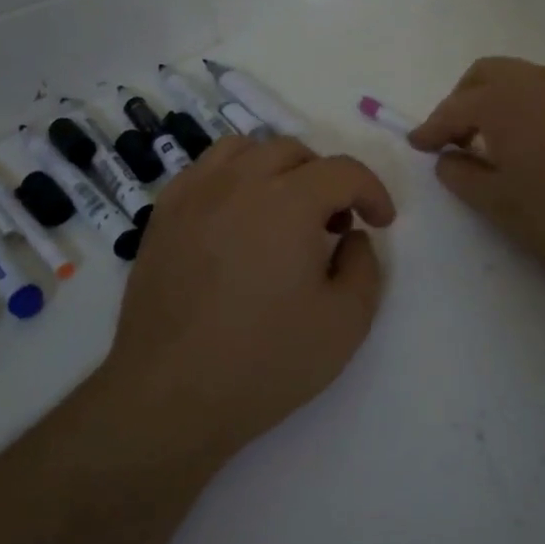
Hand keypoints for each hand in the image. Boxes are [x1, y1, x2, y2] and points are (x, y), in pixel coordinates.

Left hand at [103, 135, 395, 464]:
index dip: (372, 191)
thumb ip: (365, 267)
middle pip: (294, 152)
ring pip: (246, 149)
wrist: (169, 394)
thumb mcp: (345, 323)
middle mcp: (240, 181)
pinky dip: (233, 177)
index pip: (343, 170)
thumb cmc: (264, 362)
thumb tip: (352, 236)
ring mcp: (195, 192)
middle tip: (333, 225)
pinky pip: (205, 169)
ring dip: (277, 169)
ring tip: (284, 210)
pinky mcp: (164, 212)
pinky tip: (236, 217)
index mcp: (289, 201)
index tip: (380, 222)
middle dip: (326, 179)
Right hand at [409, 56, 544, 278]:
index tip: (416, 144)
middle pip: (482, 76)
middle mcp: (530, 80)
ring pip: (514, 79)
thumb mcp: (500, 203)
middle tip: (453, 138)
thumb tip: (448, 157)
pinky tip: (530, 142)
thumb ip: (462, 176)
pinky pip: (541, 91)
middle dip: (460, 102)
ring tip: (491, 143)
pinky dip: (521, 106)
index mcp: (499, 100)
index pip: (451, 109)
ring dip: (492, 101)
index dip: (429, 129)